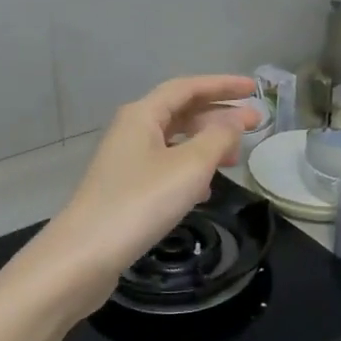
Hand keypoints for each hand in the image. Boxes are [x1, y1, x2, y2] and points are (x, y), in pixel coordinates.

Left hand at [29, 75, 259, 312]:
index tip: (255, 88)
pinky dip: (190, 170)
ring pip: (174, 141)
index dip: (223, 85)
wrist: (86, 254)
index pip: (188, 87)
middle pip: (181, 112)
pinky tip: (204, 191)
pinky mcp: (125, 189)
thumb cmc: (141, 202)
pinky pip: (165, 167)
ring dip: (206, 144)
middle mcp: (131, 130)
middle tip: (254, 125)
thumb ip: (219, 138)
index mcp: (142, 115)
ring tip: (234, 159)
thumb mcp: (190, 166)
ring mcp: (126, 161)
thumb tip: (238, 118)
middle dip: (218, 116)